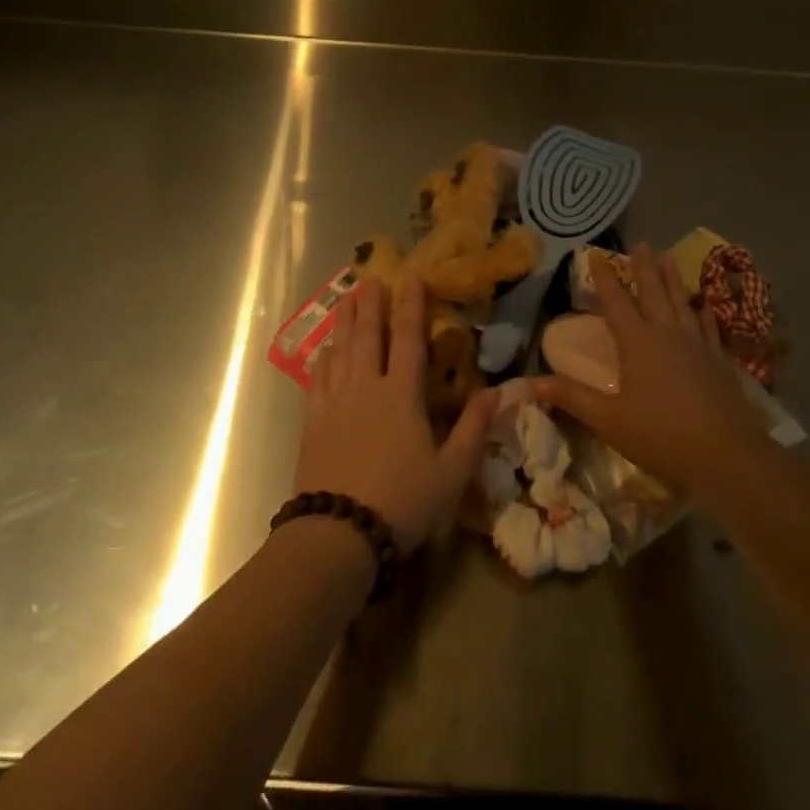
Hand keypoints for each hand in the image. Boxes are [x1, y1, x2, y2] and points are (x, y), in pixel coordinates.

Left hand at [295, 275, 497, 551]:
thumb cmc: (402, 501)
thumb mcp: (452, 471)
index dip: (411, 305)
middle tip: (370, 276)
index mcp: (402, 394)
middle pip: (369, 335)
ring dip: (345, 322)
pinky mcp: (313, 423)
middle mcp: (366, 387)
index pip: (409, 338)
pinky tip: (323, 350)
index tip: (411, 276)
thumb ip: (474, 428)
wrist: (338, 534)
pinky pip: (317, 379)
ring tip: (346, 299)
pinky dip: (323, 359)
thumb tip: (497, 391)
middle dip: (371, 304)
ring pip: (340, 350)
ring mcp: (335, 402)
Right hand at [533, 245, 766, 499]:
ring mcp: (697, 344)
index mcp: (638, 343)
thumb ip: (572, 397)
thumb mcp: (609, 420)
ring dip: (674, 279)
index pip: (616, 303)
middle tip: (641, 244)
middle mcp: (667, 334)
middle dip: (644, 268)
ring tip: (669, 258)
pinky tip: (704, 304)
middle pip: (654, 293)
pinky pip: (708, 326)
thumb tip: (530, 382)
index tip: (596, 255)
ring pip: (682, 302)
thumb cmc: (660, 436)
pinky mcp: (718, 360)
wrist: (725, 454)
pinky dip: (704, 311)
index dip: (605, 279)